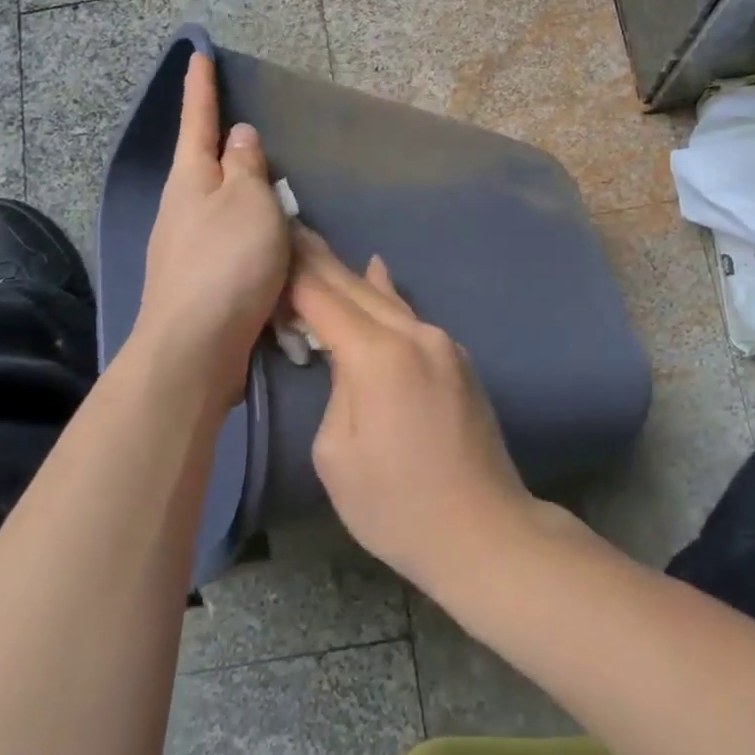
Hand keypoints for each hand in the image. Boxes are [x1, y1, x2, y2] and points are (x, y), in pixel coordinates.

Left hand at [131, 52, 288, 405]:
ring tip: (278, 196)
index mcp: (191, 179)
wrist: (195, 349)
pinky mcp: (202, 282)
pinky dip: (253, 237)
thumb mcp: (247, 202)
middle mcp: (182, 209)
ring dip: (245, 198)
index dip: (202, 87)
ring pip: (222, 208)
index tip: (198, 54)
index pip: (198, 121)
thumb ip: (246, 166)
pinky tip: (273, 248)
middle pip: (206, 166)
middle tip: (254, 134)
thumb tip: (238, 136)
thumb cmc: (227, 263)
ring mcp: (188, 248)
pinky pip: (233, 244)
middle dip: (226, 148)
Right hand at [289, 229, 537, 598]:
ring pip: (385, 299)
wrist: (485, 530)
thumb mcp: (338, 453)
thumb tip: (347, 360)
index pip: (324, 299)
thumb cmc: (397, 506)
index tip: (269, 241)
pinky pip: (410, 316)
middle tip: (290, 225)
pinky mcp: (456, 358)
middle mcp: (415, 334)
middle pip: (355, 288)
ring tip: (319, 246)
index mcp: (379, 356)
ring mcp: (442, 343)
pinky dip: (384, 295)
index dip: (293, 272)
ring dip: (349, 275)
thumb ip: (337, 389)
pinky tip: (376, 272)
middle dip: (319, 260)